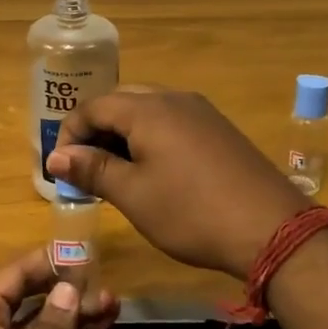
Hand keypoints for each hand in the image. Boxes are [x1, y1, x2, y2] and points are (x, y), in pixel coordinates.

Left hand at [0, 251, 117, 328]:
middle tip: (104, 280)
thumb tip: (70, 290)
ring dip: (78, 317)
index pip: (11, 278)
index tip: (79, 251)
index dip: (43, 262)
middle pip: (32, 303)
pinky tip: (104, 327)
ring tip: (113, 300)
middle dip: (65, 291)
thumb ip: (50, 325)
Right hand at [47, 86, 310, 277]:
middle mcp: (175, 99)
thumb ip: (92, 169)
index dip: (70, 133)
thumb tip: (56, 156)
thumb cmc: (191, 212)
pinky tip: (153, 170)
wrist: (271, 229)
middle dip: (97, 130)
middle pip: (122, 101)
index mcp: (148, 109)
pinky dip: (151, 138)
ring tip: (115, 172)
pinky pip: (173, 121)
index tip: (61, 168)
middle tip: (86, 168)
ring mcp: (202, 112)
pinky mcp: (220, 130)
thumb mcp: (133, 194)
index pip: (94, 106)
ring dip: (124, 133)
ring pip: (149, 110)